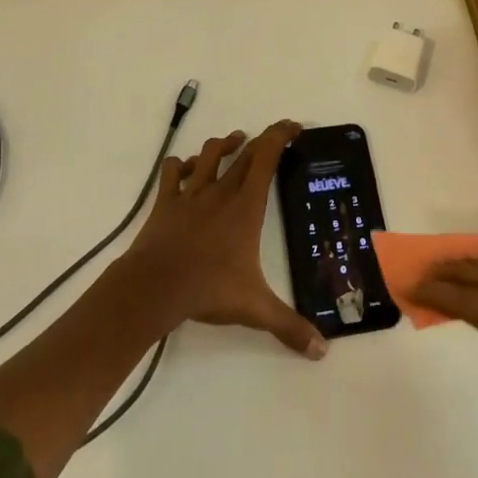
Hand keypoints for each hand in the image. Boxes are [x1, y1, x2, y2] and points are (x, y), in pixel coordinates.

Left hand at [122, 121, 326, 359]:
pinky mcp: (166, 202)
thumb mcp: (255, 308)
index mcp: (246, 205)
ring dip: (223, 145)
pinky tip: (186, 169)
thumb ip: (288, 325)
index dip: (280, 135)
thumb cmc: (209, 288)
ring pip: (208, 154)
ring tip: (234, 142)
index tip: (293, 126)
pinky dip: (180, 165)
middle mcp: (221, 190)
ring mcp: (190, 193)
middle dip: (261, 141)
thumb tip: (322, 350)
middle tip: (272, 139)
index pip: (266, 156)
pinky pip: (171, 172)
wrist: (155, 286)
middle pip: (243, 153)